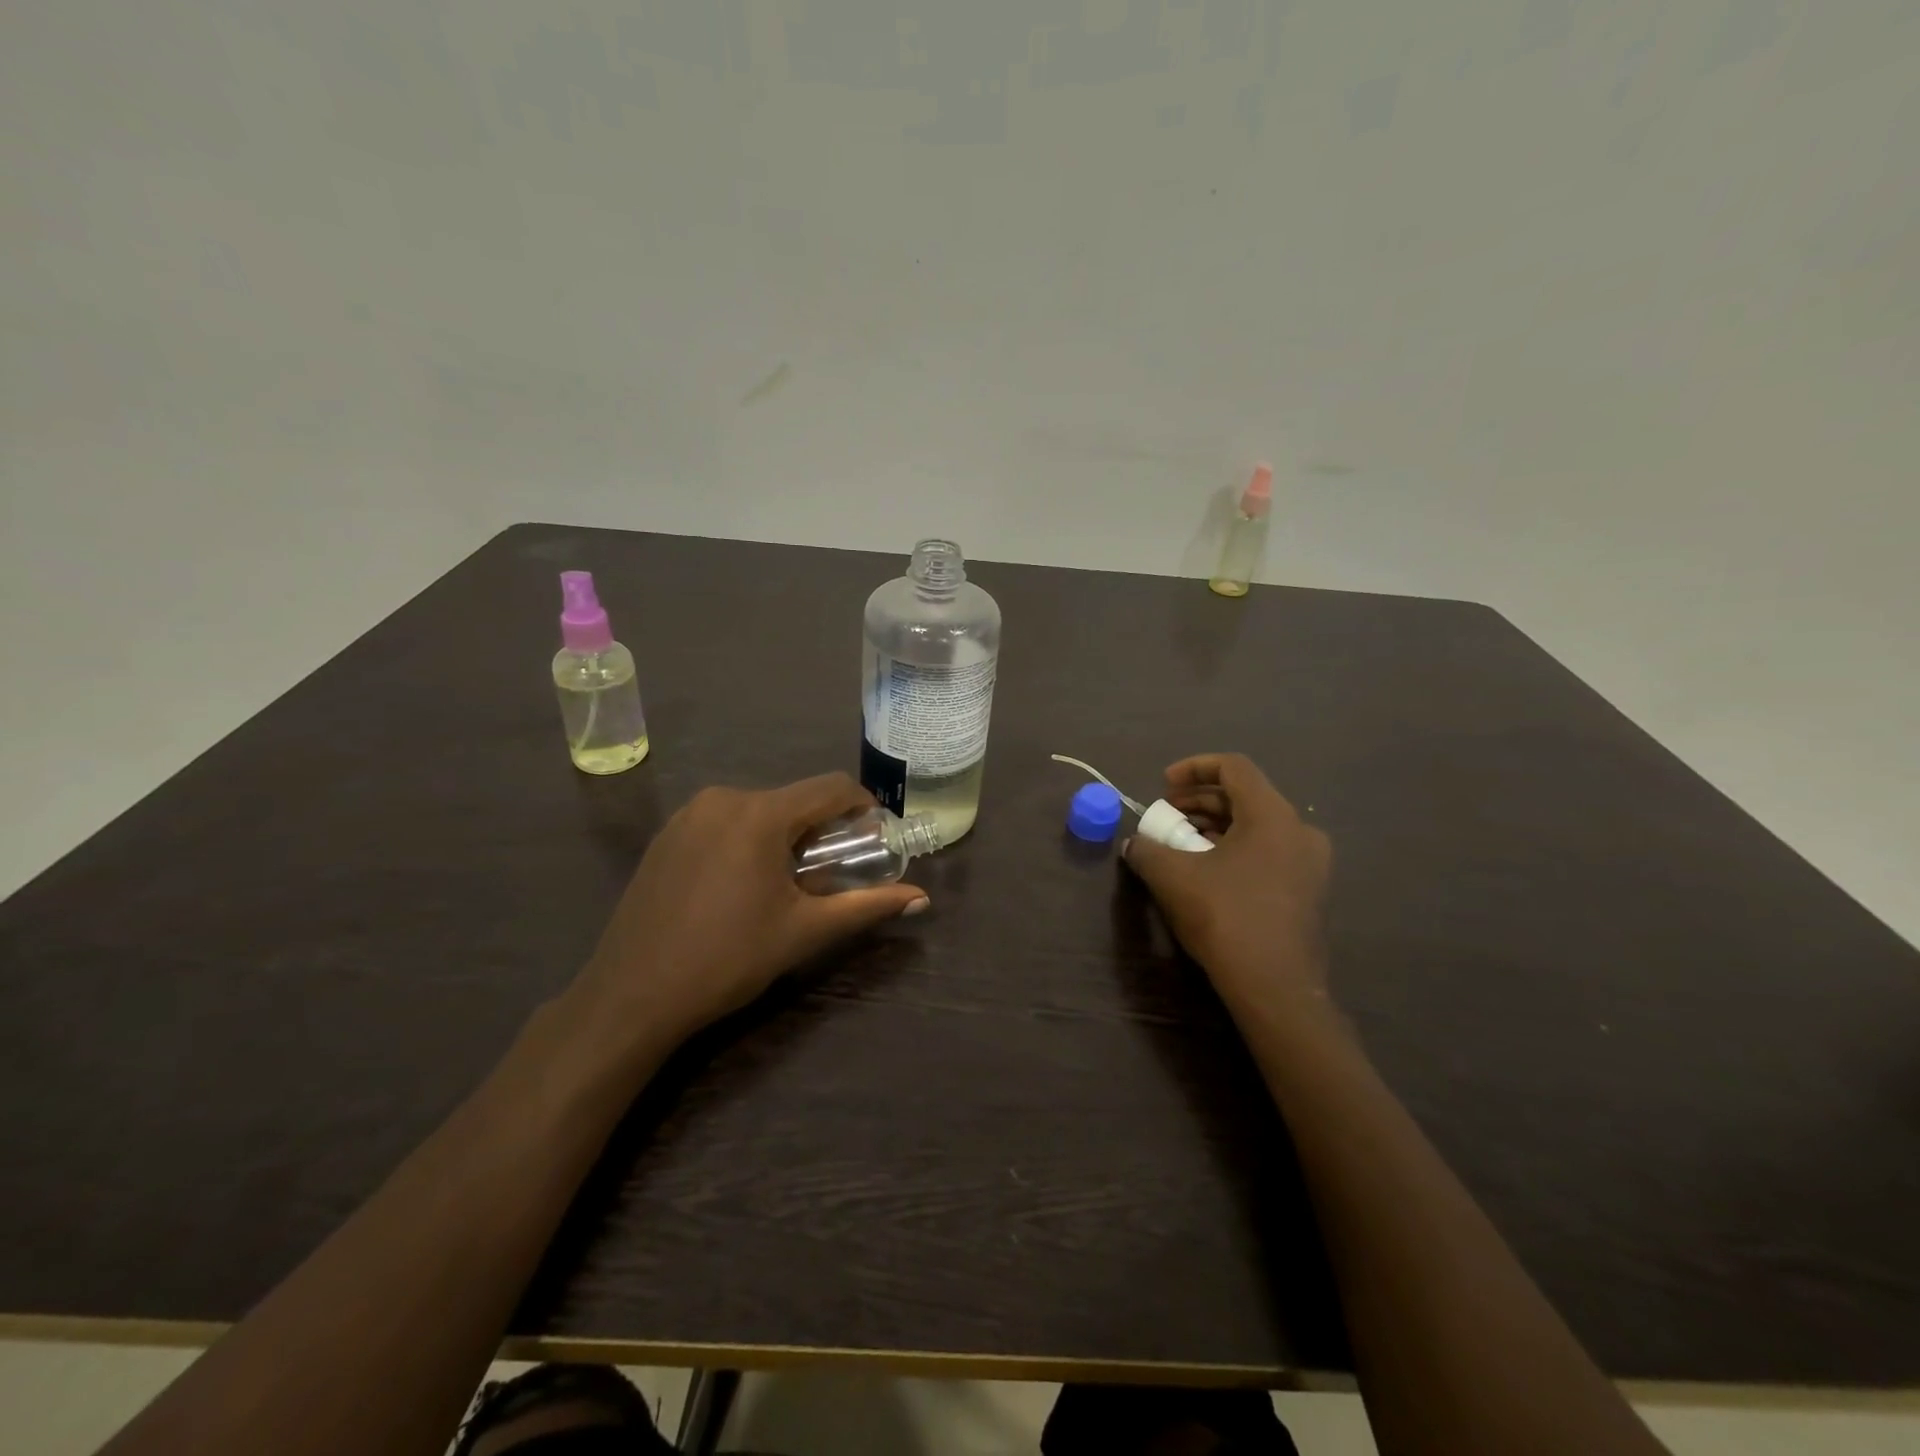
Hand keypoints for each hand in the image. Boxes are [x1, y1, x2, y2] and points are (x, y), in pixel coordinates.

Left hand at [571, 774, 928, 1048]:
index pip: (831, 787)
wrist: (631, 995)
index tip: (876, 838)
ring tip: (788, 885)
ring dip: (785, 837)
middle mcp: (723, 798)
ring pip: (759, 811)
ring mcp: (688, 814)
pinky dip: (749, 841)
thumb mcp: (804, 931)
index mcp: (760, 813)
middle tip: (833, 874)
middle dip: (823, 830)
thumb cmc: (728, 959)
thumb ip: (867, 906)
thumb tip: (923, 899)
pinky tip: (742, 886)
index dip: (863, 806)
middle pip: (794, 800)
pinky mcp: (667, 835)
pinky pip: (725, 822)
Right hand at [1123, 753, 1332, 1019]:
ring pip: (1256, 827)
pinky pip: (1268, 852)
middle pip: (1244, 797)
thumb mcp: (1172, 877)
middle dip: (1199, 802)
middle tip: (1166, 817)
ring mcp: (1310, 864)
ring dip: (1214, 827)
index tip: (1164, 786)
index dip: (1193, 768)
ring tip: (1181, 845)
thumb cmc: (1226, 918)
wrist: (1276, 988)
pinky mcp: (1309, 892)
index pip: (1234, 767)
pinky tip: (1207, 873)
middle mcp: (1299, 831)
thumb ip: (1147, 850)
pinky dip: (1234, 849)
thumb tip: (1134, 844)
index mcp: (1272, 815)